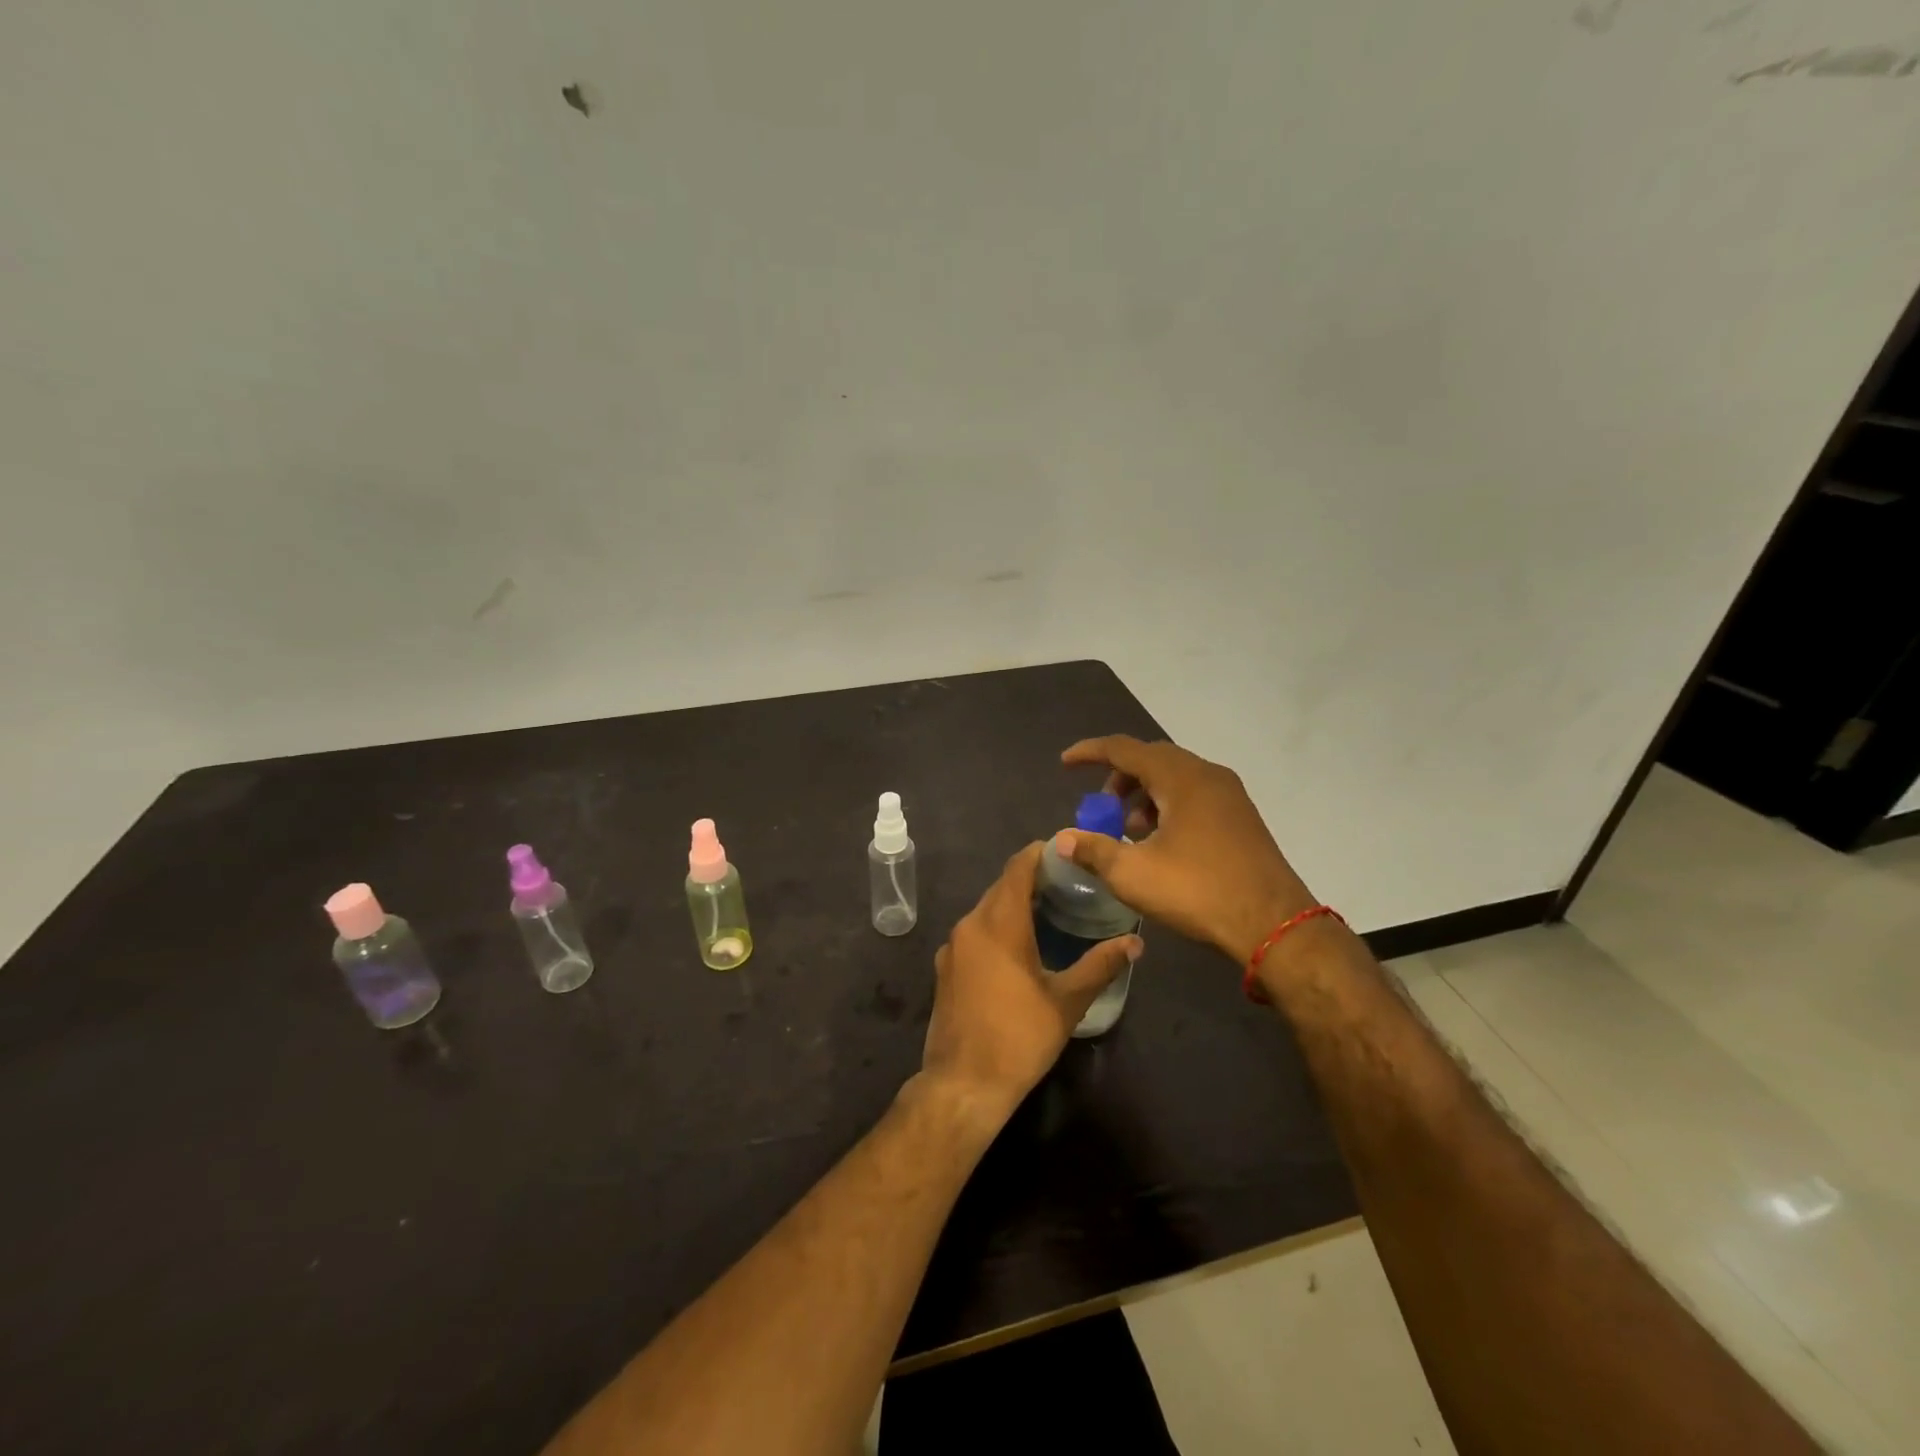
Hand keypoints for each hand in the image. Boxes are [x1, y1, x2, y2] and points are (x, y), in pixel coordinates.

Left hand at [920, 842, 1139, 1122]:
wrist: (962, 1084)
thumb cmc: (1019, 1038)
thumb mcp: (1066, 1002)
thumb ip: (1100, 965)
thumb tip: (1136, 942)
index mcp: (999, 923)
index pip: (1018, 867)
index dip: (1042, 853)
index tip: (1069, 853)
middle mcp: (970, 924)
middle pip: (1002, 886)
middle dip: (1032, 879)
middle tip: (1070, 885)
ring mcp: (953, 947)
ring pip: (986, 910)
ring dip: (1014, 904)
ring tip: (1050, 912)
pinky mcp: (945, 968)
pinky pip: (975, 932)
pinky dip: (997, 927)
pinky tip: (1020, 947)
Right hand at [1058, 735, 1316, 964]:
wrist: (1274, 924)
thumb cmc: (1198, 891)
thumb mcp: (1133, 874)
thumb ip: (1093, 851)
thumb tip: (1062, 840)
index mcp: (1180, 777)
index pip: (1124, 749)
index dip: (1090, 753)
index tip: (1065, 763)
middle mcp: (1207, 775)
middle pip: (1152, 759)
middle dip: (1119, 778)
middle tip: (1101, 808)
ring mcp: (1230, 795)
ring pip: (1175, 778)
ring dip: (1144, 795)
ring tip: (1129, 831)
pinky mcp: (1242, 818)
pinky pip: (1195, 795)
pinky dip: (1168, 806)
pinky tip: (1161, 843)